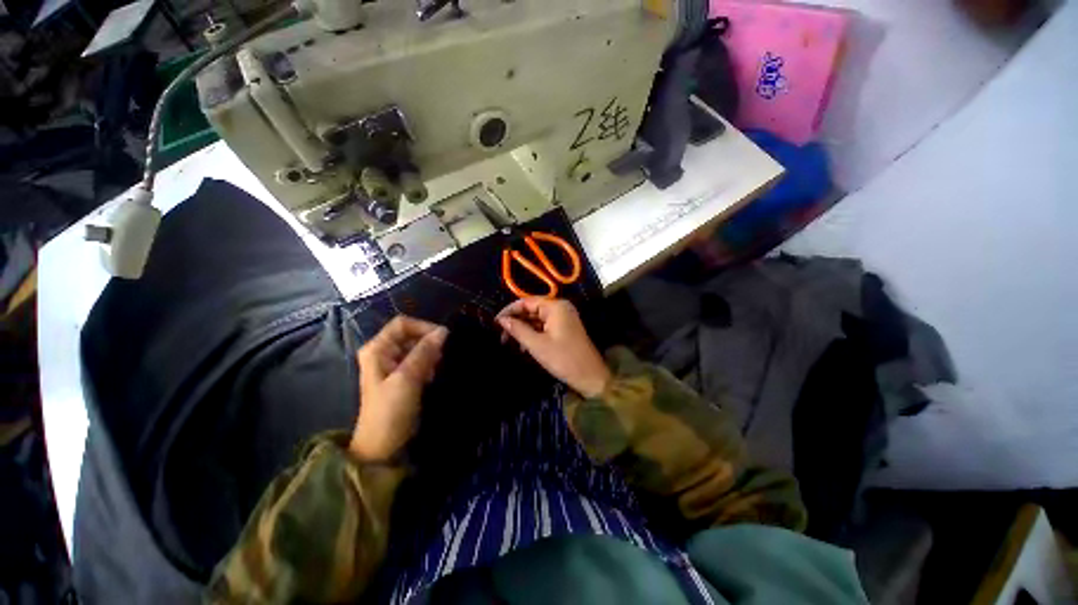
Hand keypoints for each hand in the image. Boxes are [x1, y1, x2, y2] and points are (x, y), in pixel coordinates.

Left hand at [351, 316, 448, 461]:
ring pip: (416, 348)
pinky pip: (418, 361)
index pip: (403, 324)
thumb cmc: (391, 410)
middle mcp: (383, 352)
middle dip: (428, 344)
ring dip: (429, 355)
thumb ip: (425, 352)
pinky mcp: (401, 376)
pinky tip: (431, 377)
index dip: (423, 328)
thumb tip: (443, 331)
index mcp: (377, 349)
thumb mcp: (408, 378)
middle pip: (410, 335)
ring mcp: (392, 365)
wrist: (382, 445)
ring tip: (434, 370)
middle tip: (439, 359)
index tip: (442, 339)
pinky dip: (427, 365)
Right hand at [497, 298, 610, 397]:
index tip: (495, 323)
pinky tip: (523, 346)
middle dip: (516, 321)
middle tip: (501, 336)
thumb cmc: (563, 359)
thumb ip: (518, 330)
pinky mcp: (565, 328)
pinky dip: (533, 333)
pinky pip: (545, 326)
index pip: (526, 301)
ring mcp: (564, 318)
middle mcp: (560, 307)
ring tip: (509, 343)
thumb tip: (501, 320)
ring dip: (523, 329)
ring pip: (537, 319)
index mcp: (555, 306)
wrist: (590, 377)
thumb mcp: (537, 345)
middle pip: (532, 309)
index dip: (509, 311)